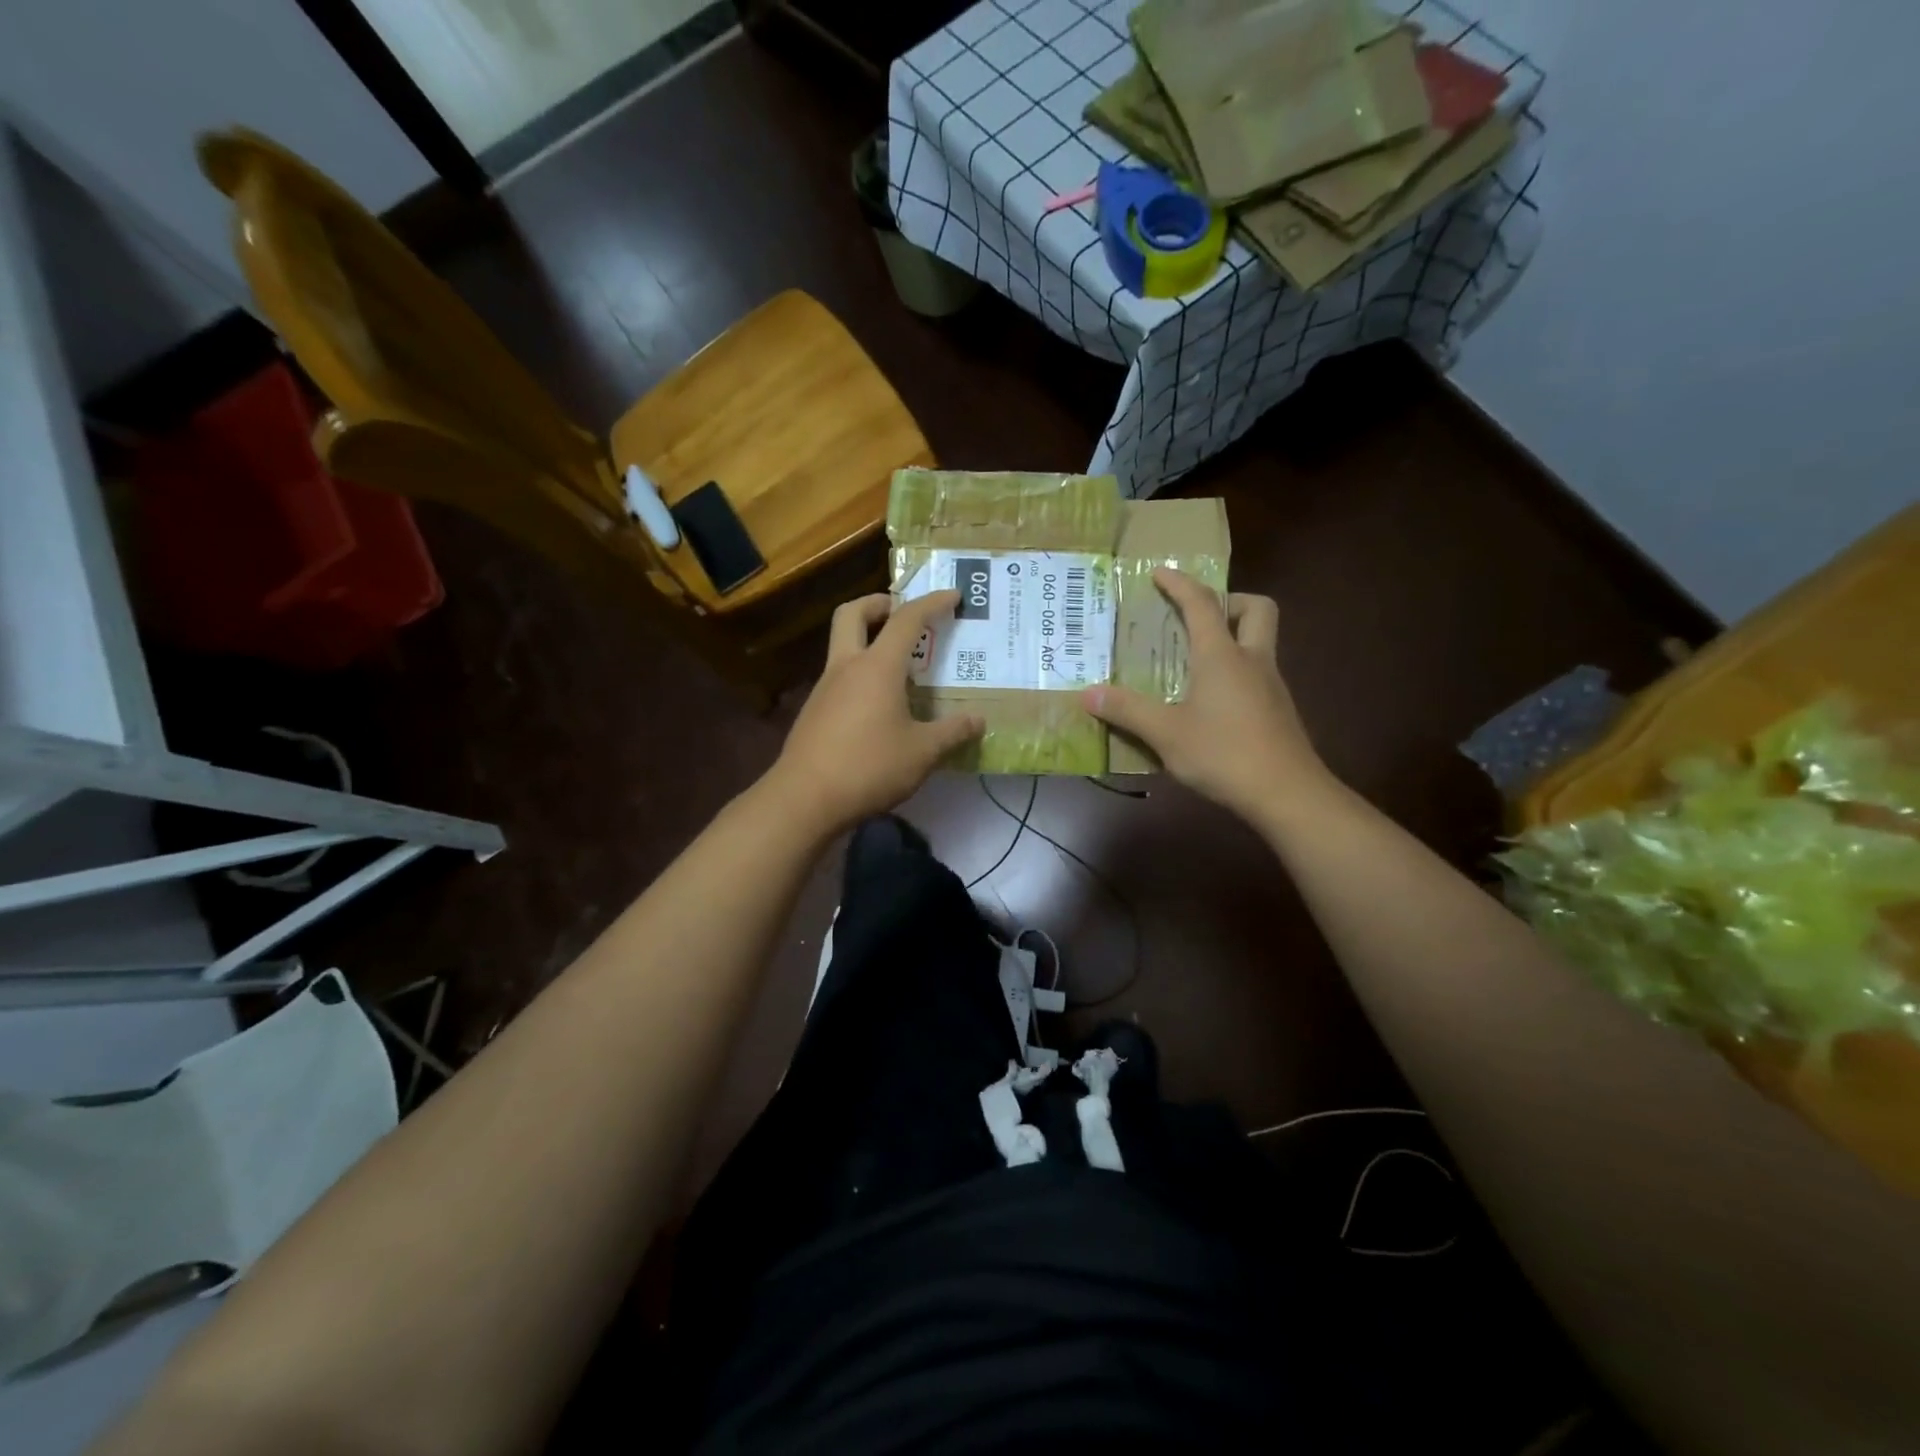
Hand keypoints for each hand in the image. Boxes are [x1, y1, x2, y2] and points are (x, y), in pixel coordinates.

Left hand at [765, 591, 983, 834]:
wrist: (805, 799)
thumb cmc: (869, 767)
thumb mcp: (922, 753)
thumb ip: (953, 733)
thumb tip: (978, 721)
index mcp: (878, 667)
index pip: (907, 619)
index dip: (932, 603)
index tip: (952, 595)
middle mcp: (847, 667)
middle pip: (853, 614)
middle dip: (878, 603)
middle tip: (901, 612)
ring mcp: (825, 688)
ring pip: (842, 644)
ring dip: (867, 640)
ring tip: (898, 665)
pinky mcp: (814, 711)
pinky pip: (838, 677)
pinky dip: (859, 673)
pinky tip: (876, 704)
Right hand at [1082, 568, 1334, 825]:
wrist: (1287, 794)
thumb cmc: (1224, 754)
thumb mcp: (1166, 733)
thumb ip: (1127, 711)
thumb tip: (1087, 694)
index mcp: (1222, 656)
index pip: (1202, 604)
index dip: (1180, 584)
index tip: (1160, 572)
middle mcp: (1252, 660)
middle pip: (1256, 609)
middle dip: (1229, 602)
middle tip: (1198, 619)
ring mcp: (1271, 685)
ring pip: (1260, 642)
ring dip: (1233, 637)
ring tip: (1195, 661)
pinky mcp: (1277, 711)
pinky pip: (1258, 673)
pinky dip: (1236, 671)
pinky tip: (1212, 702)